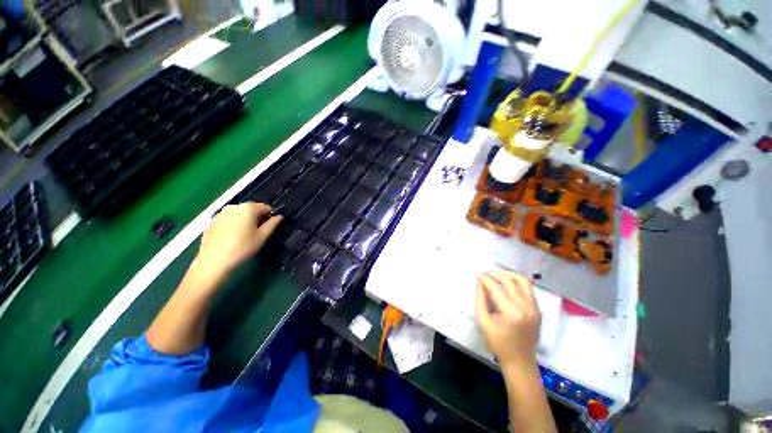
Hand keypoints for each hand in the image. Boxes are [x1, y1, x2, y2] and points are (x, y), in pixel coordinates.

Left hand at [193, 203, 282, 280]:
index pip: (266, 207)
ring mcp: (221, 214)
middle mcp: (234, 206)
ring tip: (245, 236)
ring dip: (245, 221)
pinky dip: (233, 225)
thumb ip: (272, 224)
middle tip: (258, 233)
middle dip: (257, 218)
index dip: (270, 217)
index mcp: (248, 208)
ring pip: (239, 214)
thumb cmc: (242, 248)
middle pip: (251, 209)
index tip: (269, 228)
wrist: (213, 263)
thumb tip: (280, 216)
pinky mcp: (211, 222)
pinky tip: (232, 238)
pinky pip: (228, 220)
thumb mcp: (262, 237)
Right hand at [475, 271, 540, 365]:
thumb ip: (480, 300)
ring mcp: (534, 308)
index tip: (477, 275)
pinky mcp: (538, 309)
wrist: (520, 360)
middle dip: (494, 274)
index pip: (496, 288)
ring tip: (496, 275)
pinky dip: (517, 281)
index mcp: (511, 313)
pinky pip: (528, 288)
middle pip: (509, 281)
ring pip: (522, 281)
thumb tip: (479, 283)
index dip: (485, 279)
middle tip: (484, 273)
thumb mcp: (483, 323)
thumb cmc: (498, 343)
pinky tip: (507, 282)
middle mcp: (525, 307)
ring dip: (507, 274)